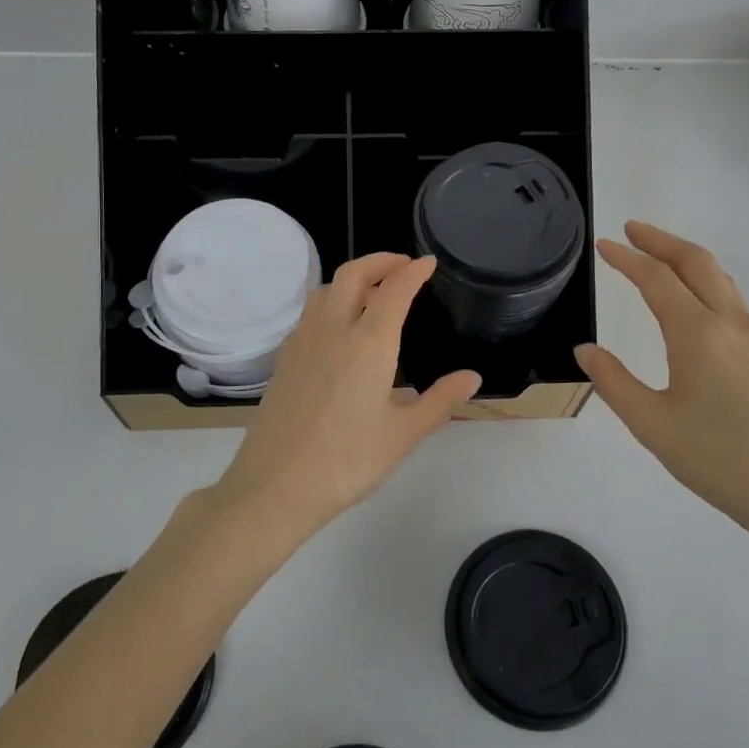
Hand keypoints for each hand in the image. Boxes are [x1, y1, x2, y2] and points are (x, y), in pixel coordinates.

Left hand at [215, 253, 481, 535]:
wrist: (275, 486)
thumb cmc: (348, 461)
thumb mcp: (403, 434)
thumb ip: (440, 400)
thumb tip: (472, 377)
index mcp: (369, 344)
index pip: (394, 289)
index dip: (413, 271)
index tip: (428, 263)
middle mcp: (333, 330)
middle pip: (353, 274)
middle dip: (380, 261)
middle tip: (402, 266)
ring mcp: (302, 341)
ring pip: (325, 290)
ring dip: (351, 279)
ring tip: (372, 293)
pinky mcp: (284, 358)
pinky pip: (309, 314)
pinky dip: (330, 303)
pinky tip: (339, 329)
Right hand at [575, 222, 748, 547]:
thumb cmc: (720, 460)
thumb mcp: (652, 425)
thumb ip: (614, 382)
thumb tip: (586, 350)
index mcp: (698, 334)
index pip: (657, 278)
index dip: (627, 258)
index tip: (603, 244)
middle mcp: (731, 323)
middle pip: (696, 261)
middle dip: (661, 240)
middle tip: (630, 230)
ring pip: (719, 276)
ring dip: (685, 257)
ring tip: (657, 255)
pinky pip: (731, 297)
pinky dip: (704, 279)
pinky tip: (692, 298)